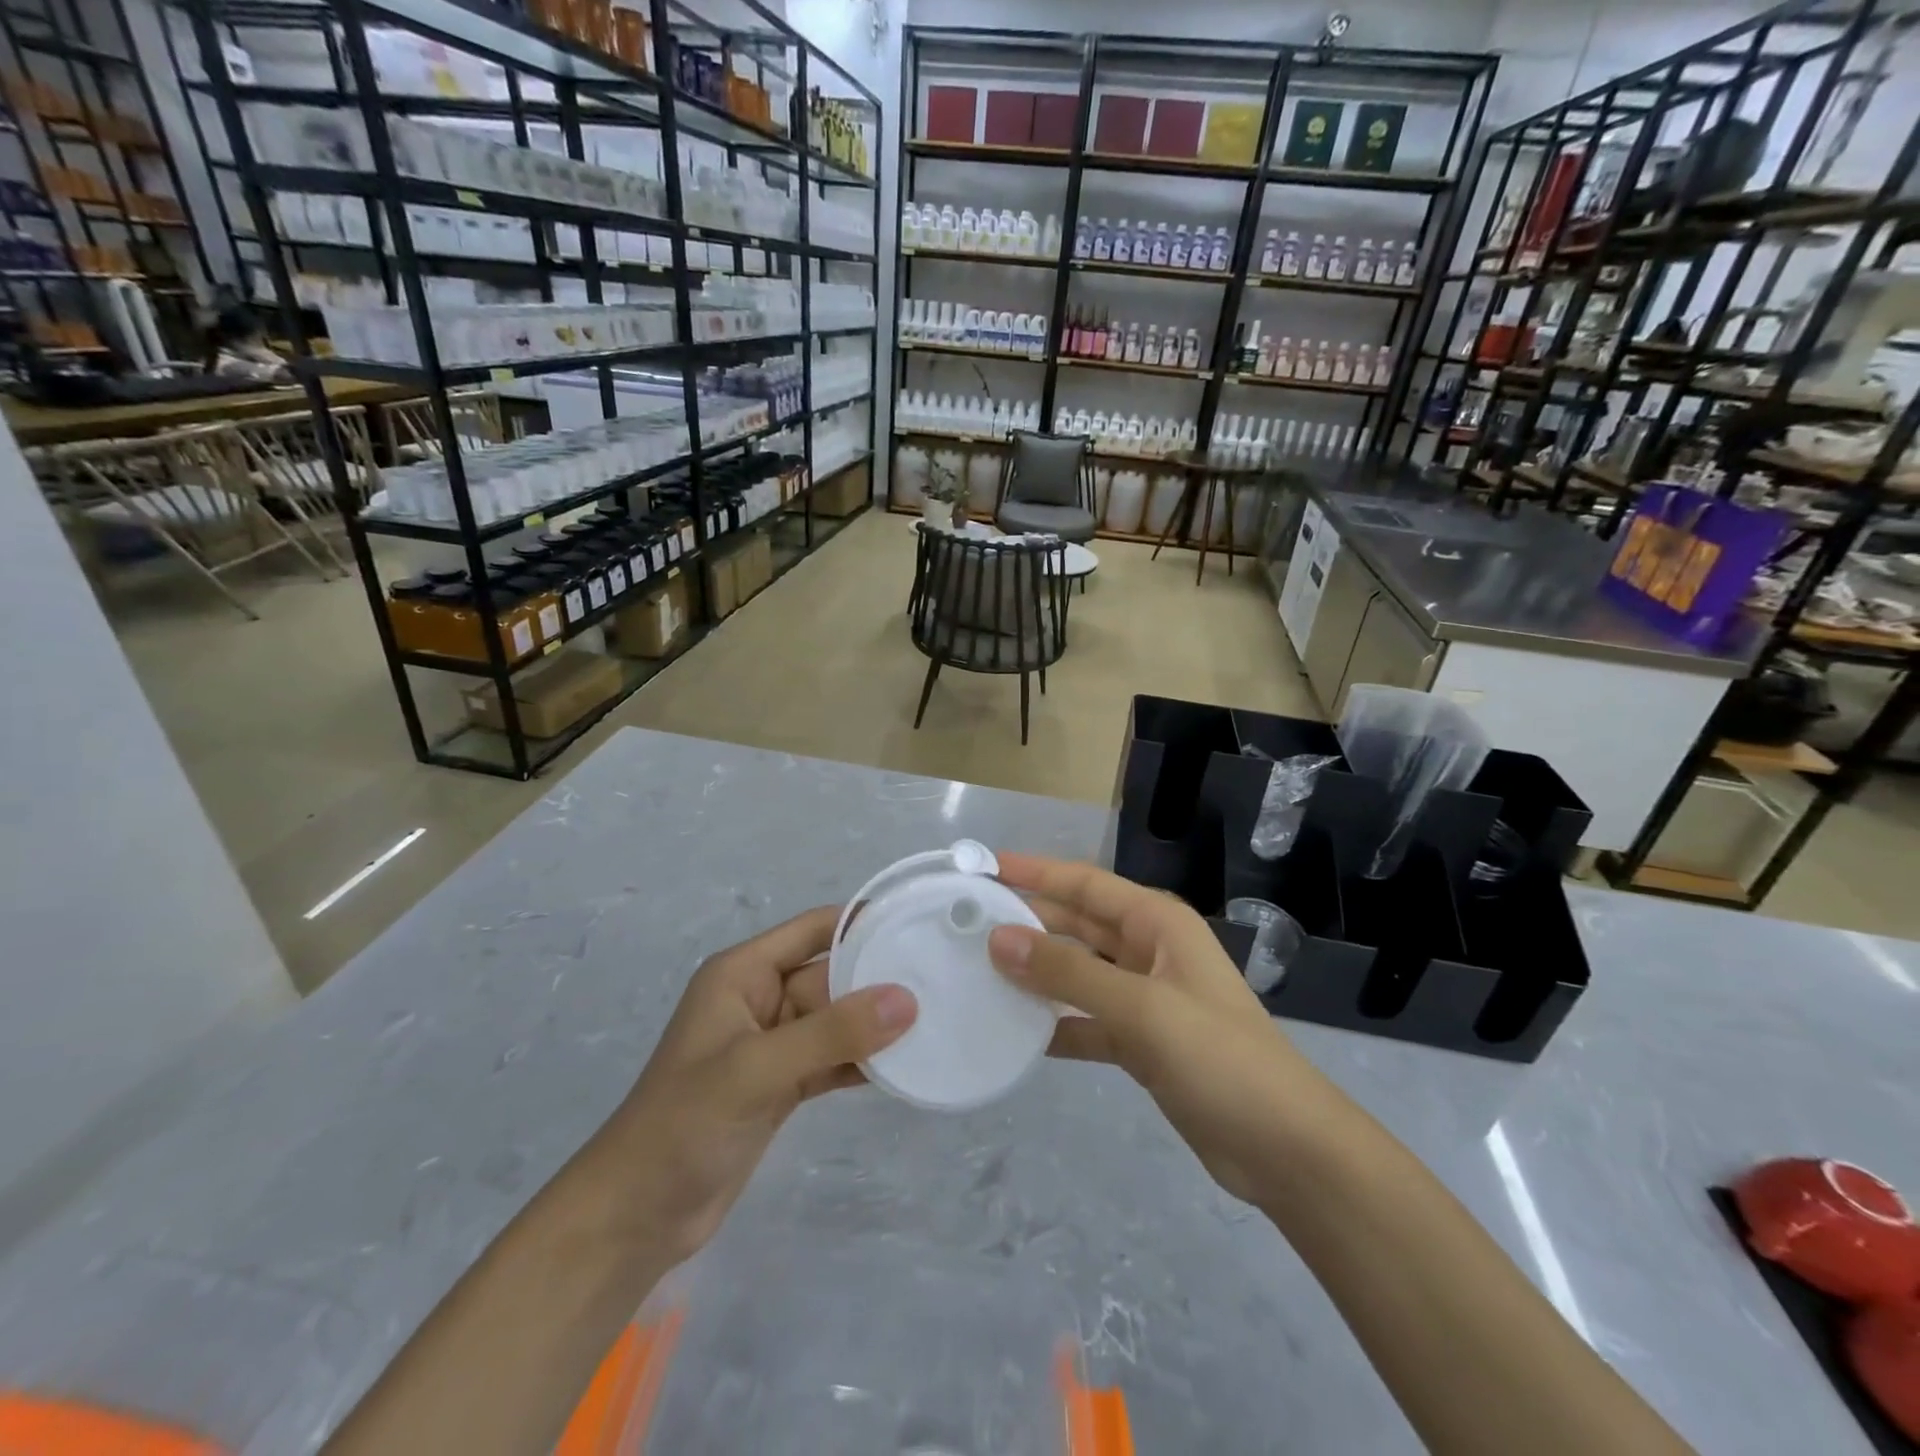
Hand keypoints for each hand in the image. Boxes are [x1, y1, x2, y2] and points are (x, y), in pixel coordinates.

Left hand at [602, 906, 915, 1263]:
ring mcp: (772, 1045)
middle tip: (942, 978)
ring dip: (876, 1024)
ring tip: (937, 1019)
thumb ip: (832, 1032)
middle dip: (879, 978)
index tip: (917, 922)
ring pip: (836, 1020)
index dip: (862, 922)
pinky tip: (906, 1066)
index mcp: (743, 973)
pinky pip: (832, 1059)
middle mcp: (760, 999)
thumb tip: (907, 999)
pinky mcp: (782, 1086)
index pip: (814, 929)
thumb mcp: (758, 1069)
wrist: (636, 1217)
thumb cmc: (685, 1124)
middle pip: (831, 976)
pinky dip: (863, 1062)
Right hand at [988, 853, 1323, 1208]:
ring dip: (1036, 972)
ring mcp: (1145, 998)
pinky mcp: (1142, 1042)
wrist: (1286, 1149)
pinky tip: (1017, 1032)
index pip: (1084, 884)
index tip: (983, 868)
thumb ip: (1068, 973)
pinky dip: (1056, 1023)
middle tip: (967, 922)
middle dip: (1027, 920)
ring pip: (1078, 972)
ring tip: (979, 972)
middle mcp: (1149, 951)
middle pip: (1077, 924)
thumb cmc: (1219, 1058)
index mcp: (1157, 924)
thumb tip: (998, 939)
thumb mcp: (1142, 1008)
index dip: (1034, 872)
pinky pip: (1087, 1019)